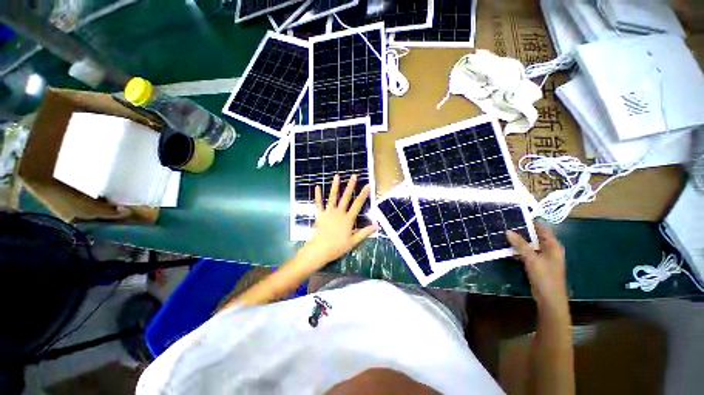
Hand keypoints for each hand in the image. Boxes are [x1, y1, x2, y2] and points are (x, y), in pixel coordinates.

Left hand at [297, 174, 377, 269]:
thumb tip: (378, 226)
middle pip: (346, 197)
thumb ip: (365, 232)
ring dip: (335, 186)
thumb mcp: (354, 241)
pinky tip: (317, 187)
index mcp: (348, 218)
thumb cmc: (338, 246)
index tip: (368, 185)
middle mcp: (339, 212)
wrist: (320, 249)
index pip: (358, 204)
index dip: (363, 194)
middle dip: (351, 186)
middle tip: (354, 176)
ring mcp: (329, 212)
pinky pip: (319, 203)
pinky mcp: (320, 214)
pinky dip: (318, 195)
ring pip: (333, 197)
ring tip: (337, 176)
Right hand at [506, 224, 567, 310]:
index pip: (541, 228)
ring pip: (529, 244)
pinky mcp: (537, 264)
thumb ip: (520, 244)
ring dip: (518, 241)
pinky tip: (507, 248)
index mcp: (553, 245)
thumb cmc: (545, 277)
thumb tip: (507, 231)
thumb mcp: (532, 259)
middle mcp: (549, 249)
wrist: (549, 299)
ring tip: (503, 234)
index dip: (529, 222)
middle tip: (505, 225)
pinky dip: (519, 250)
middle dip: (521, 231)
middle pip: (534, 236)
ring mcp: (543, 257)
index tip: (514, 216)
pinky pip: (527, 253)